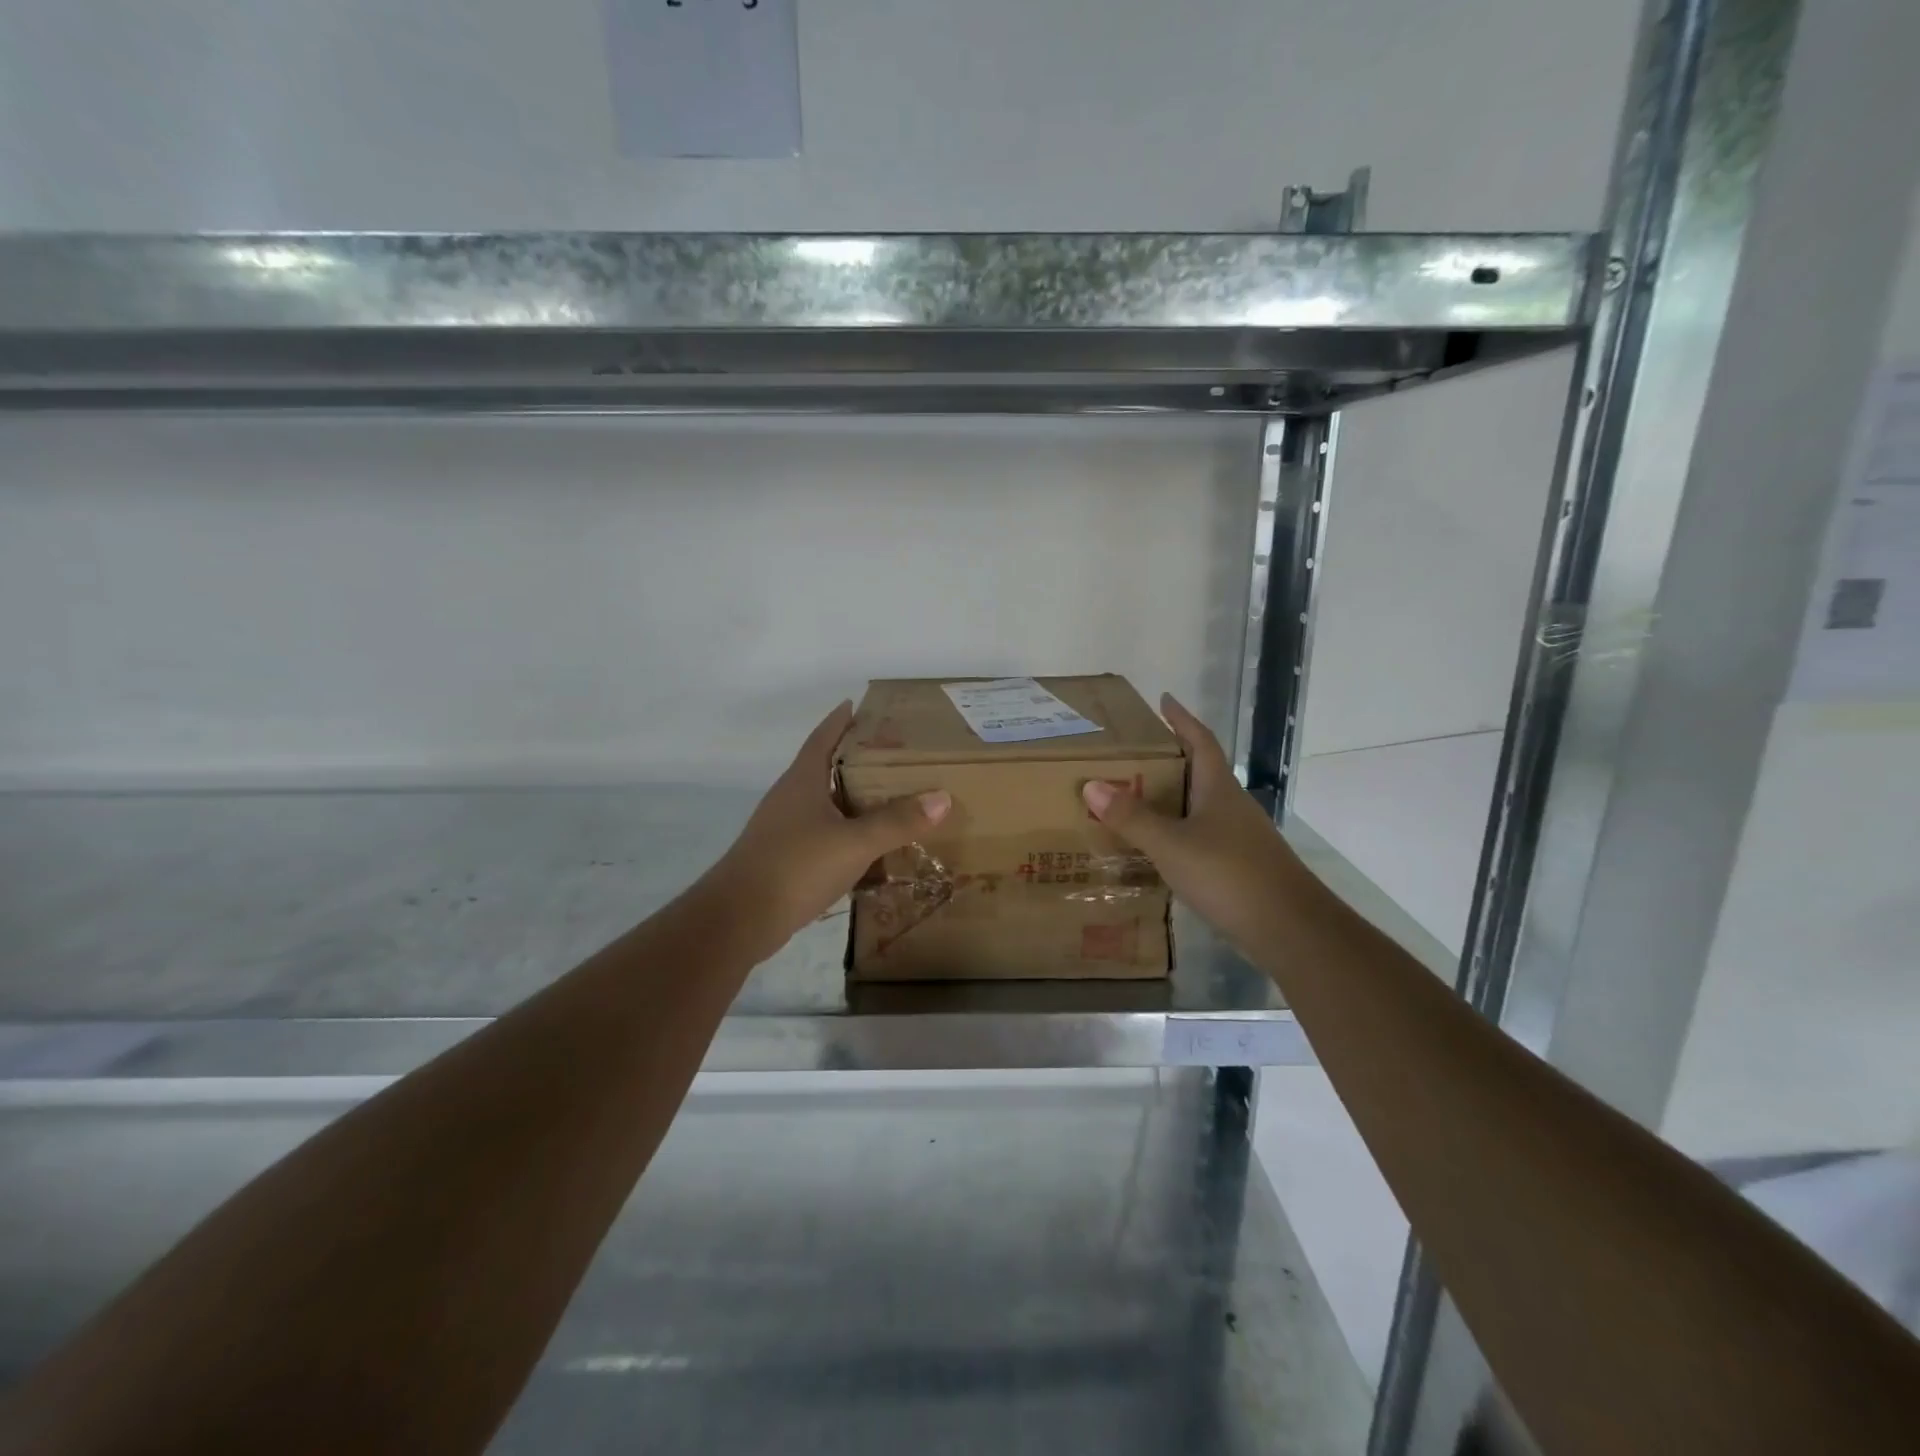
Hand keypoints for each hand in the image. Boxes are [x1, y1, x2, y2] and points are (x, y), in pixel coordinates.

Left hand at [713, 701, 950, 956]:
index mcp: (802, 781)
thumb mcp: (855, 842)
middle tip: (894, 755)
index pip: (822, 738)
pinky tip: (868, 847)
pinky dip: (846, 833)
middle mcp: (790, 798)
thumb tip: (942, 797)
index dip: (839, 720)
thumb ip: (898, 821)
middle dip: (856, 760)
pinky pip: (823, 835)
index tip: (858, 705)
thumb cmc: (796, 866)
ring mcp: (784, 830)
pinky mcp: (785, 859)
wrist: (739, 919)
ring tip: (890, 798)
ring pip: (825, 805)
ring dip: (853, 799)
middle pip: (825, 768)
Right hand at [1081, 694, 1303, 955]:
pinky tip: (1159, 848)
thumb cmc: (1229, 874)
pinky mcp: (1240, 866)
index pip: (1200, 741)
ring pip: (1200, 806)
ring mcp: (1239, 837)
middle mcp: (1231, 806)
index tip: (1164, 700)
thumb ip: (1132, 817)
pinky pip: (1201, 836)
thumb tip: (1091, 785)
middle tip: (1131, 754)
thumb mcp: (1171, 844)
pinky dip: (1178, 832)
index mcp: (1218, 789)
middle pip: (1200, 771)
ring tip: (1134, 799)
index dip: (1182, 719)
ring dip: (1171, 798)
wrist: (1290, 929)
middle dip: (1169, 759)